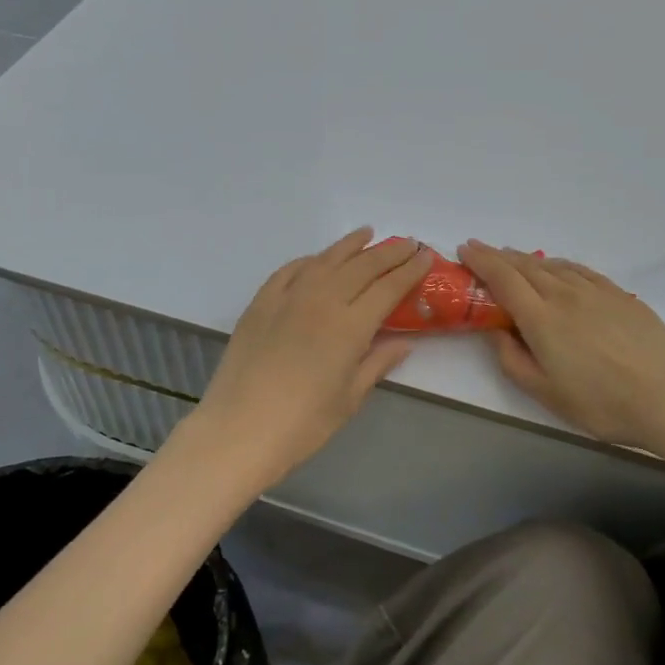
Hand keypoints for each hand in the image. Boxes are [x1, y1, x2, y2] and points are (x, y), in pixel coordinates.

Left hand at [191, 229, 433, 487]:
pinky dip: (310, 260)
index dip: (409, 271)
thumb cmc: (302, 424)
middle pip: (362, 267)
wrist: (238, 430)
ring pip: (326, 260)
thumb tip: (404, 343)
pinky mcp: (260, 303)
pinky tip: (319, 259)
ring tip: (368, 234)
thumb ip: (377, 363)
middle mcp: (322, 301)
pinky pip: (290, 270)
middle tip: (407, 244)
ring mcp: (287, 298)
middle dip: (388, 253)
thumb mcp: (349, 398)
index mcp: (350, 326)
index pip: (388, 288)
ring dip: (350, 245)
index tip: (425, 257)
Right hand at [459, 241, 664, 451]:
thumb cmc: (602, 403)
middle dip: (498, 256)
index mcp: (541, 318)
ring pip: (551, 265)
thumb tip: (497, 332)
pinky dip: (558, 265)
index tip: (464, 250)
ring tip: (512, 259)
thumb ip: (513, 360)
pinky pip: (578, 270)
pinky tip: (556, 269)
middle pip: (524, 266)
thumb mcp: (546, 394)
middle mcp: (564, 295)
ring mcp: (595, 291)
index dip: (480, 261)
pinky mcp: (619, 295)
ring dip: (525, 259)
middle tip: (480, 251)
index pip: (502, 278)